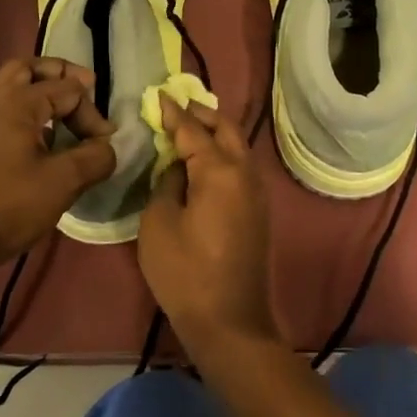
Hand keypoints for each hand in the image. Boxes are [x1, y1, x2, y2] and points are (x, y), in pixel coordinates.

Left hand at [0, 57, 116, 274]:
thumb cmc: (5, 207)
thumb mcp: (62, 184)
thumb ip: (94, 158)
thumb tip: (106, 147)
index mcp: (15, 101)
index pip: (67, 89)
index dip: (92, 114)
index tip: (103, 144)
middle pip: (28, 68)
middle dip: (59, 75)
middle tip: (83, 90)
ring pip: (9, 87)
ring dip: (38, 93)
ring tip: (61, 118)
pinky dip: (22, 112)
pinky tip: (36, 144)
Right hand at [137, 97, 278, 355]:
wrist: (230, 322)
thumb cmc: (186, 272)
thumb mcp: (159, 222)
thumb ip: (167, 182)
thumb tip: (179, 166)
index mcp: (219, 170)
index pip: (193, 129)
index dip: (173, 112)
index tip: (159, 94)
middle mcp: (245, 173)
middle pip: (226, 129)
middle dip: (202, 114)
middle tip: (176, 107)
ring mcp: (256, 192)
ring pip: (238, 146)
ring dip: (216, 132)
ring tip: (189, 129)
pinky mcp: (258, 211)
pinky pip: (241, 166)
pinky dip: (223, 153)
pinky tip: (204, 161)